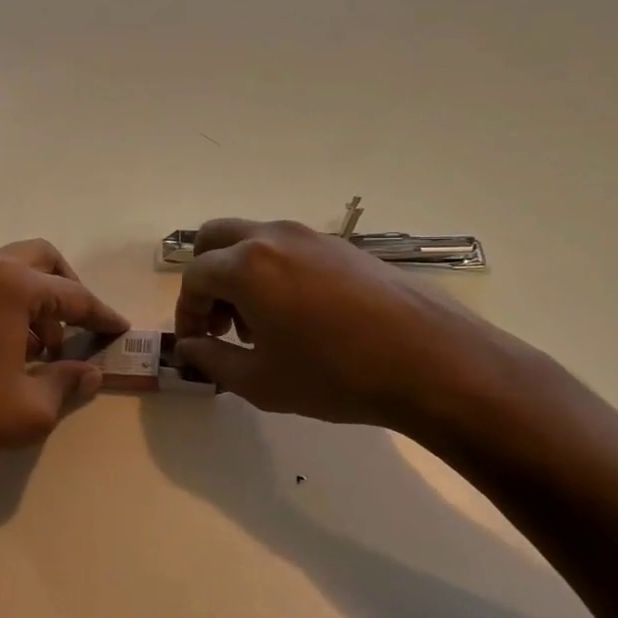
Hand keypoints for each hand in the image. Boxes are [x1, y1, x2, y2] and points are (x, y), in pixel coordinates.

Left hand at [0, 240, 128, 486]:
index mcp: (11, 284)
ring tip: (40, 350)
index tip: (120, 330)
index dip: (102, 315)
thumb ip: (68, 384)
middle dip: (67, 290)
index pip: (74, 294)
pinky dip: (4, 308)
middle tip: (78, 328)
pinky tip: (2, 352)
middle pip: (41, 260)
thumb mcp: (30, 409)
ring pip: (8, 273)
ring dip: (34, 301)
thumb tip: (91, 373)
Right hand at [173, 218, 519, 437]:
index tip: (196, 344)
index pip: (194, 277)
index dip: (186, 312)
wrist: (431, 361)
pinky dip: (274, 271)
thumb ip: (211, 361)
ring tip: (262, 325)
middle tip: (221, 323)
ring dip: (240, 274)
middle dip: (206, 279)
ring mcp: (312, 236)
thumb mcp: (260, 382)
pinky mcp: (343, 246)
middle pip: (215, 239)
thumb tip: (189, 348)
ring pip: (253, 240)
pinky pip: (289, 248)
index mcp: (246, 265)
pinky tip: (301, 317)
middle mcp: (274, 237)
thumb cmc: (334, 375)